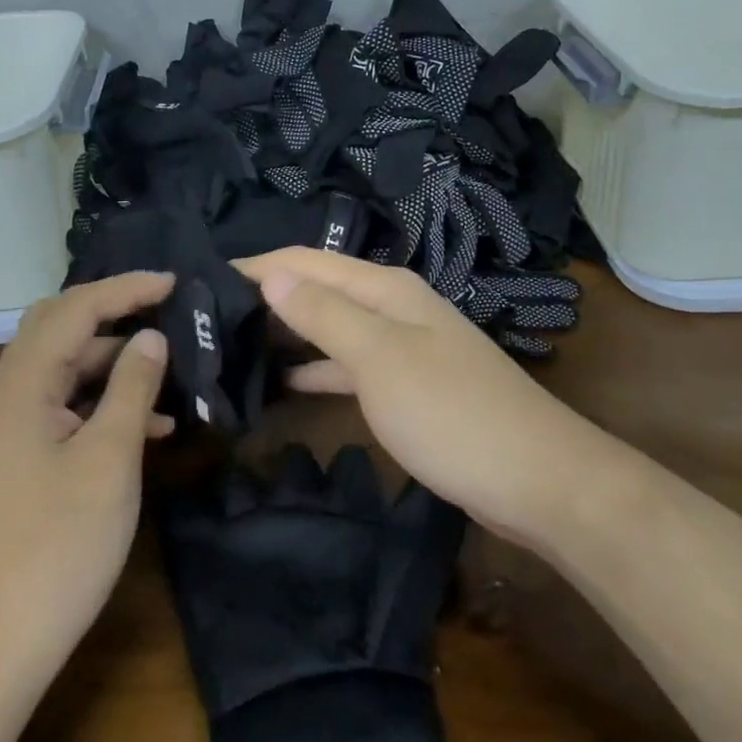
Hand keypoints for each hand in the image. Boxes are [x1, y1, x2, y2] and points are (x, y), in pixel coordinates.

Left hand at [0, 272, 175, 688]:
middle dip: (113, 313)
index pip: (76, 308)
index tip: (176, 284)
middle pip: (59, 327)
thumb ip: (132, 389)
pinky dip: (99, 403)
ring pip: (62, 370)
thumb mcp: (109, 461)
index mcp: (21, 385)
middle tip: (165, 312)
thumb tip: (151, 337)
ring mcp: (6, 430)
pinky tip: (146, 427)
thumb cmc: (55, 548)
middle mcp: (6, 395)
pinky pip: (61, 408)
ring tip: (169, 371)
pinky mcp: (14, 461)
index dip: (127, 289)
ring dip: (111, 363)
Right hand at [234, 249, 576, 546]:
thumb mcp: (379, 358)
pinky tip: (283, 382)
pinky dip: (315, 368)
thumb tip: (271, 275)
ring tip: (233, 345)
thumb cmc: (451, 412)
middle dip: (268, 297)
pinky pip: (347, 365)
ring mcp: (401, 347)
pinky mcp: (406, 386)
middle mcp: (392, 307)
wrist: (536, 479)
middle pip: (318, 290)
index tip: (204, 280)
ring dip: (288, 333)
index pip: (307, 262)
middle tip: (210, 317)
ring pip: (330, 328)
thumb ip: (323, 314)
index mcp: (385, 288)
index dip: (258, 266)